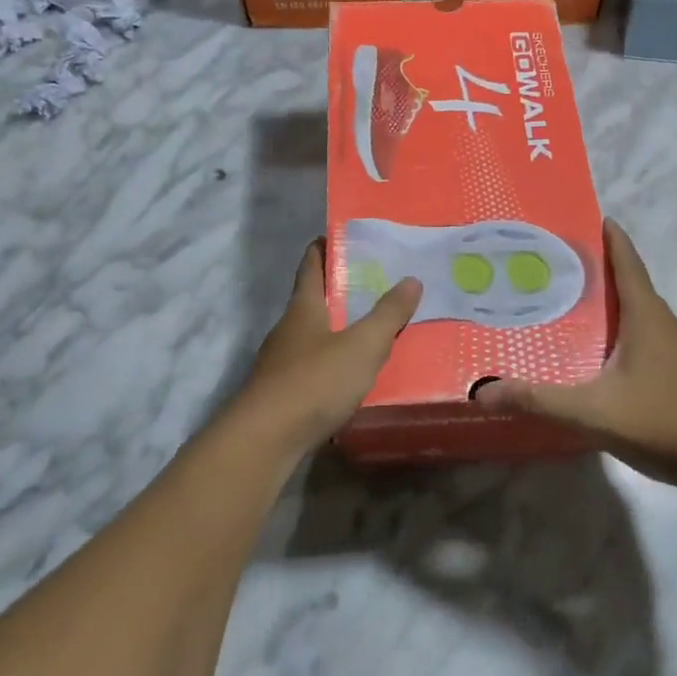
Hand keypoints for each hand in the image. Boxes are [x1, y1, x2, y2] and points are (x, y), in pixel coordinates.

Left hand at [225, 239, 419, 455]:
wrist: (265, 440)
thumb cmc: (315, 381)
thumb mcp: (362, 345)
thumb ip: (388, 314)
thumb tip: (411, 279)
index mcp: (303, 307)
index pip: (311, 265)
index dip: (325, 247)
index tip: (343, 236)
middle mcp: (288, 329)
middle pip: (312, 300)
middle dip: (339, 289)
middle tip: (375, 283)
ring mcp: (280, 362)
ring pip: (312, 335)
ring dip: (336, 328)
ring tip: (370, 329)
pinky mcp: (281, 393)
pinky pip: (312, 366)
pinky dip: (331, 362)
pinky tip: (350, 375)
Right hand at [474, 219, 676, 487]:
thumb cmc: (664, 423)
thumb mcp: (593, 412)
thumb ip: (538, 400)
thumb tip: (482, 391)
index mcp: (646, 315)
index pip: (626, 260)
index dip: (608, 236)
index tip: (583, 216)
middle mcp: (663, 322)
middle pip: (627, 283)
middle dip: (594, 269)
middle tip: (551, 265)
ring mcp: (675, 349)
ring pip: (635, 313)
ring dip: (606, 303)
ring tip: (566, 305)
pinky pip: (642, 337)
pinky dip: (618, 332)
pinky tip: (597, 354)